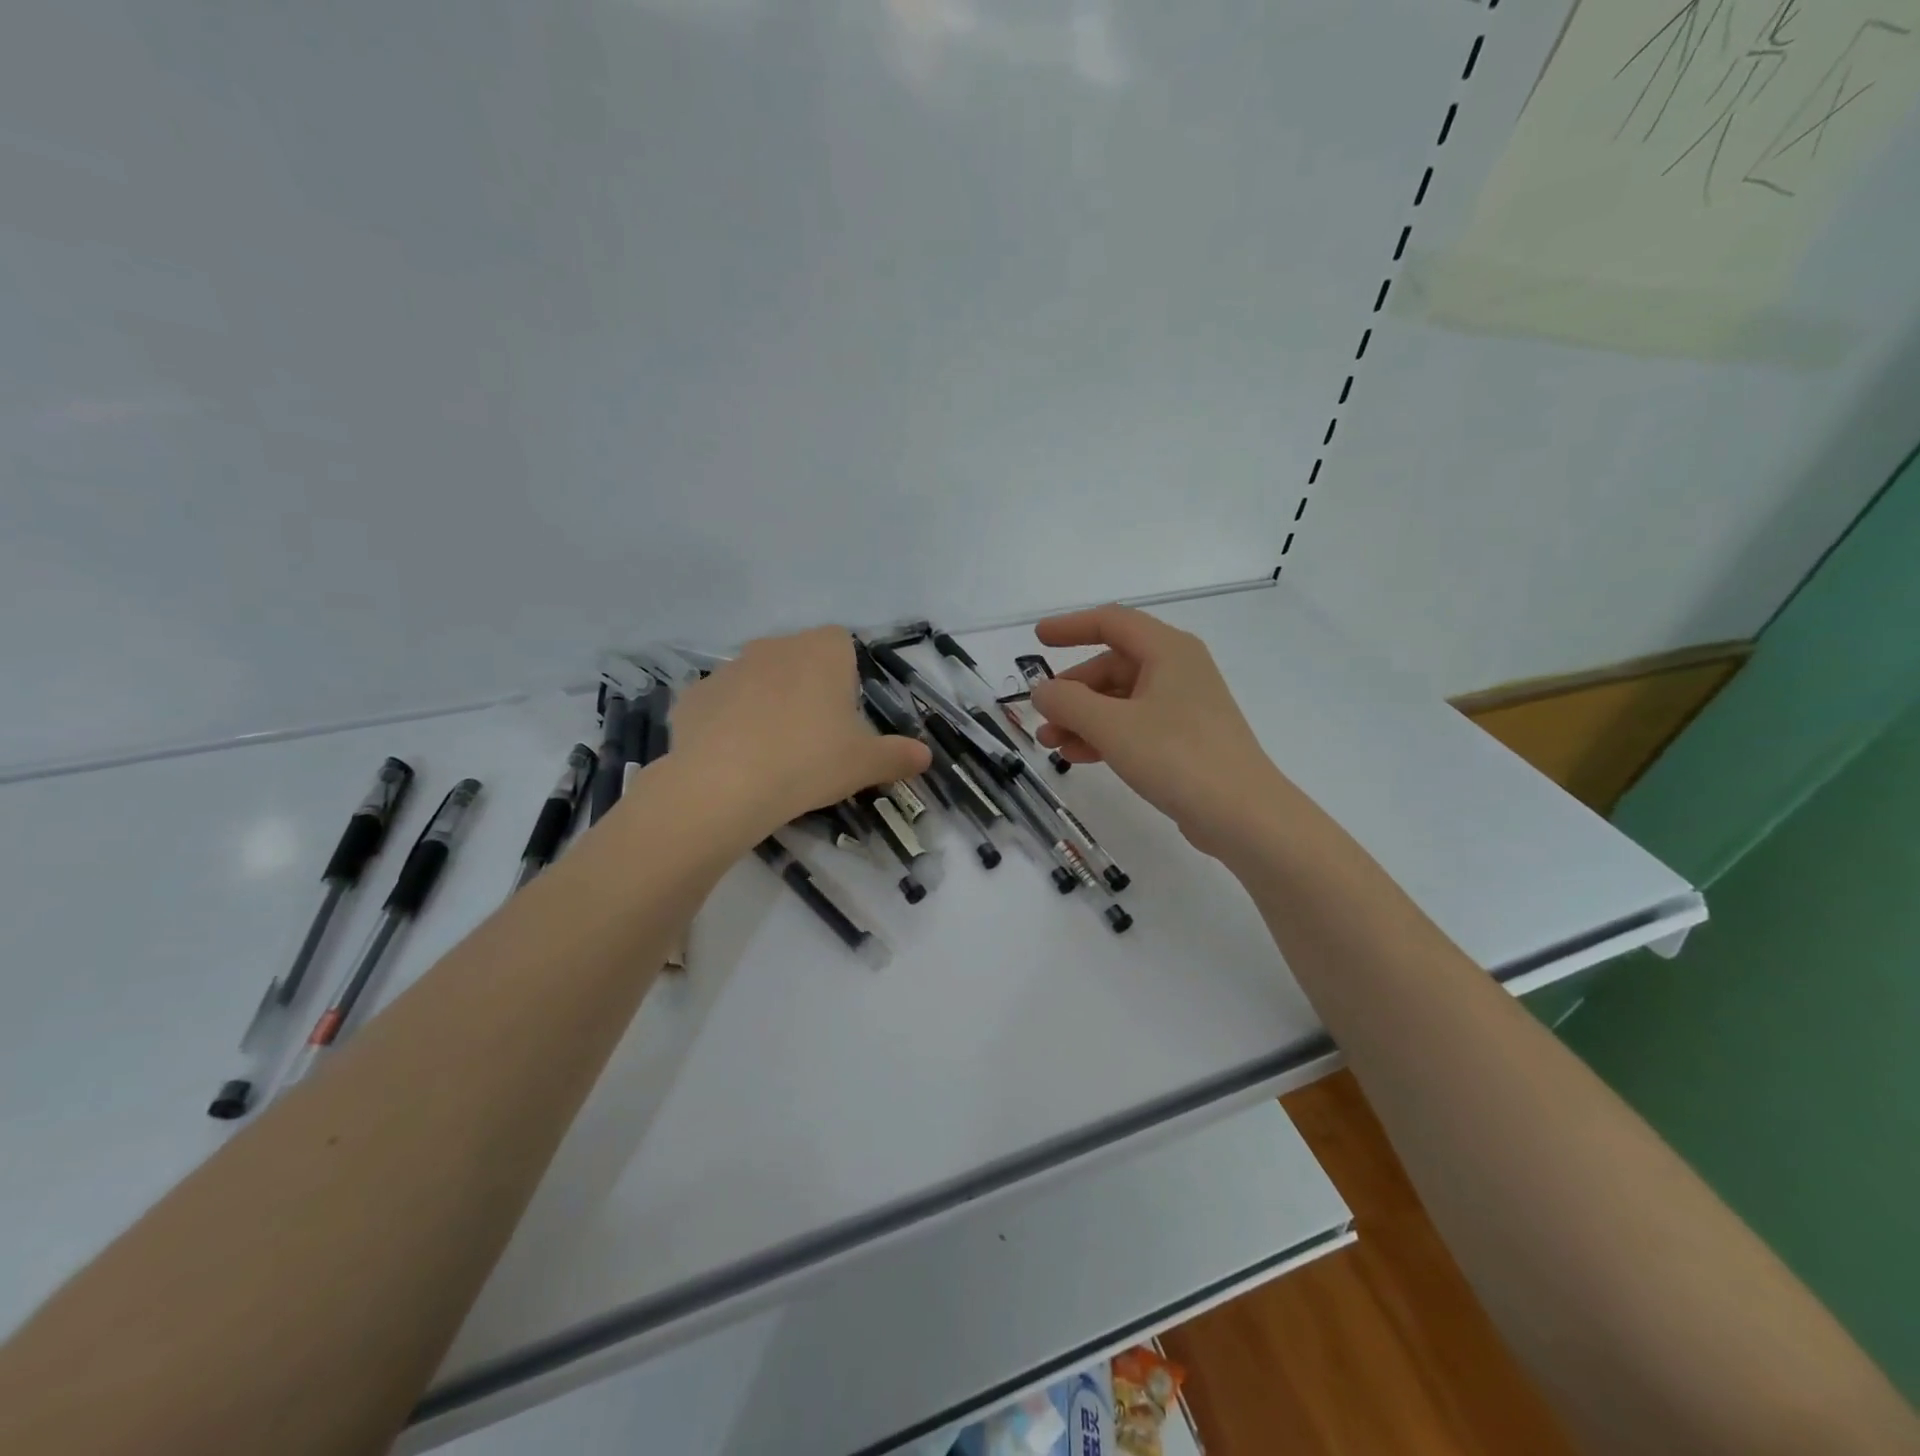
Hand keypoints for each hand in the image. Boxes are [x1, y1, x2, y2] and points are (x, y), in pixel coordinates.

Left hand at [670, 628, 931, 836]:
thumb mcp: (864, 764)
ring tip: (771, 753)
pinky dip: (728, 724)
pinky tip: (733, 760)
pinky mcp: (694, 695)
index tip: (846, 715)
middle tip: (814, 738)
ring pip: (758, 680)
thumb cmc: (809, 761)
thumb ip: (897, 756)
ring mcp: (729, 668)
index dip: (846, 676)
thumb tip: (926, 757)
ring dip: (767, 704)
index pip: (842, 643)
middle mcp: (775, 646)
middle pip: (798, 659)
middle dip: (807, 689)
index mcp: (822, 652)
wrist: (722, 783)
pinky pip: (721, 704)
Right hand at [1028, 606, 1288, 858]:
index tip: (1037, 639)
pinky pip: (1134, 725)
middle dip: (1072, 691)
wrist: (1242, 815)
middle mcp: (1178, 669)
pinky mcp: (1186, 738)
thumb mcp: (1111, 726)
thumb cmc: (1176, 756)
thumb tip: (1042, 691)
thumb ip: (1068, 703)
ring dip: (1083, 718)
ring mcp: (1184, 705)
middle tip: (1042, 718)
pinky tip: (1079, 757)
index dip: (1070, 627)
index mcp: (1167, 650)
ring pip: (1120, 699)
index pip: (1111, 622)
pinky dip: (1104, 736)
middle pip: (1112, 666)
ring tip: (1051, 744)